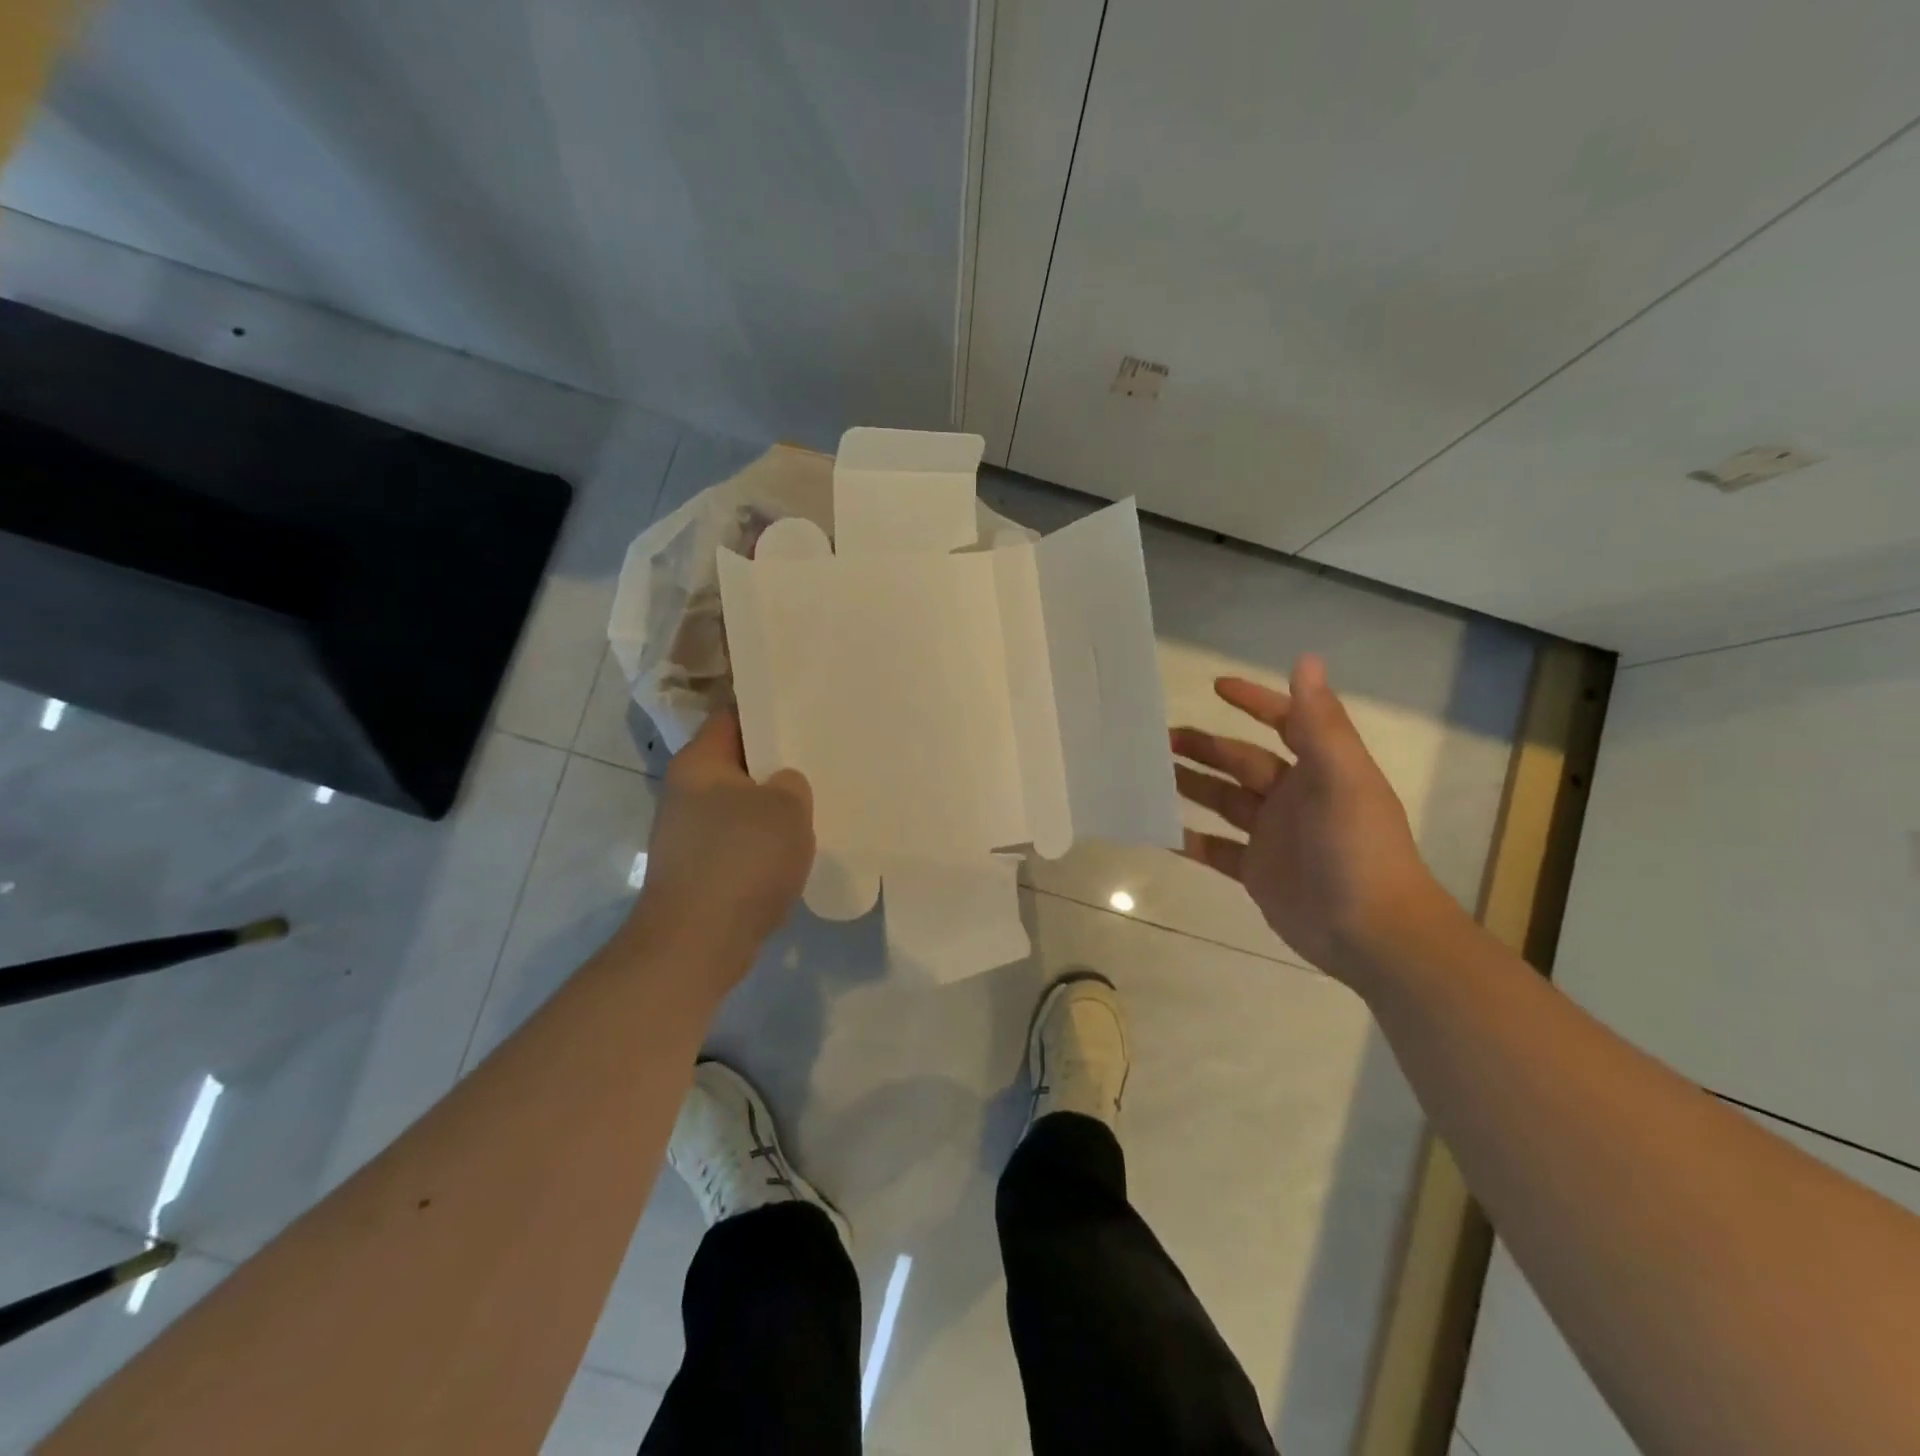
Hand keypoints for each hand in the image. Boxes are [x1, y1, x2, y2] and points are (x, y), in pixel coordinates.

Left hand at [629, 708, 813, 976]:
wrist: (696, 944)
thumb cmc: (741, 861)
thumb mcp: (785, 808)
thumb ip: (792, 784)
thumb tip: (781, 786)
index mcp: (699, 763)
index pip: (733, 717)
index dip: (768, 711)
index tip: (804, 710)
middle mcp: (685, 793)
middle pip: (737, 763)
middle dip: (776, 764)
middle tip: (820, 757)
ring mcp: (689, 835)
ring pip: (740, 806)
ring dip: (772, 808)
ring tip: (815, 803)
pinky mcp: (699, 871)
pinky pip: (739, 843)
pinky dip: (763, 843)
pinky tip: (794, 849)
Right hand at [1170, 653, 1447, 984]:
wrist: (1372, 934)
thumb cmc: (1357, 849)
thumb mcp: (1341, 779)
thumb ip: (1319, 723)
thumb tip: (1305, 658)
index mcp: (1318, 770)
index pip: (1284, 723)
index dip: (1254, 701)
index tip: (1216, 687)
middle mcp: (1293, 798)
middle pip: (1241, 762)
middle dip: (1205, 747)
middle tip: (1161, 739)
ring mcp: (1273, 836)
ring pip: (1223, 801)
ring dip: (1191, 786)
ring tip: (1151, 775)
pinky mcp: (1257, 872)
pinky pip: (1214, 849)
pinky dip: (1189, 840)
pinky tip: (1159, 831)